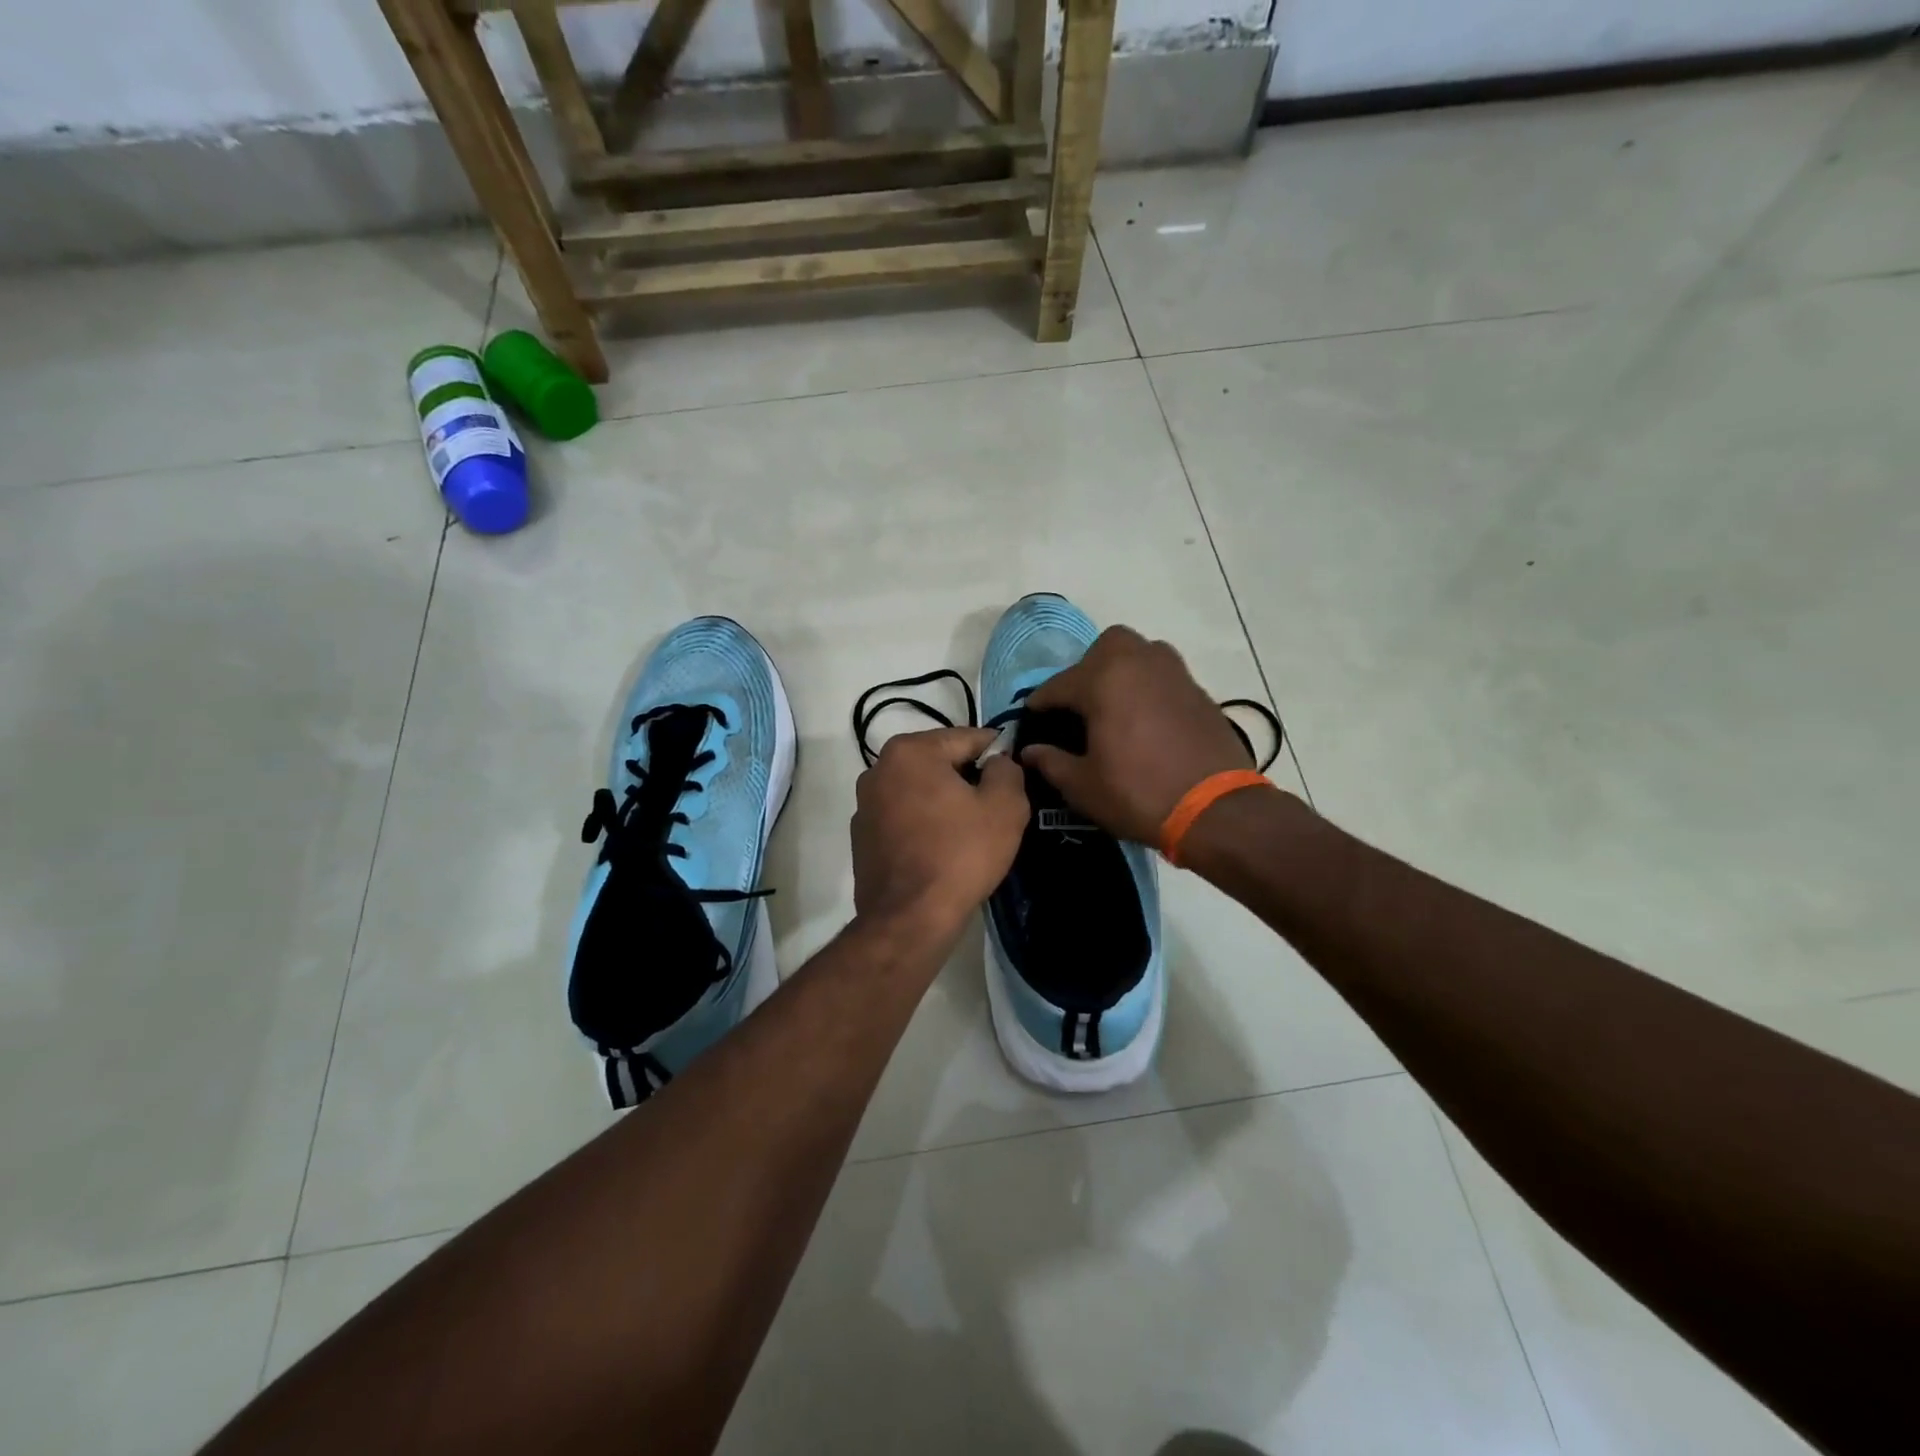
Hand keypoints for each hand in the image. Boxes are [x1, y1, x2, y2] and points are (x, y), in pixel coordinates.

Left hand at [851, 727, 1028, 936]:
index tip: (1013, 774)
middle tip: (994, 808)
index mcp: (910, 751)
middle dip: (967, 778)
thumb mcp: (1005, 806)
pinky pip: (902, 818)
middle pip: (939, 763)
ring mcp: (864, 805)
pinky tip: (941, 850)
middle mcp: (878, 769)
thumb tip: (997, 763)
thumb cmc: (961, 854)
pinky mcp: (861, 837)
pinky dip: (922, 825)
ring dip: (943, 802)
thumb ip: (1007, 770)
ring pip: (919, 791)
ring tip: (968, 832)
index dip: (997, 753)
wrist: (910, 918)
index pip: (967, 738)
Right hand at [1021, 626, 1255, 843]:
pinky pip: (1164, 677)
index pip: (1058, 685)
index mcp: (1103, 679)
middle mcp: (1139, 662)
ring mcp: (1174, 673)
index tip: (1031, 720)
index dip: (1040, 705)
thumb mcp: (1083, 786)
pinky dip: (1148, 689)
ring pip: (1140, 655)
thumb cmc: (1138, 794)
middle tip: (1080, 706)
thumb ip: (1051, 762)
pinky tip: (1145, 721)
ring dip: (1122, 672)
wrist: (1216, 810)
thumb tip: (1031, 751)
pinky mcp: (1199, 691)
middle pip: (1105, 648)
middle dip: (1087, 671)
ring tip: (1114, 708)